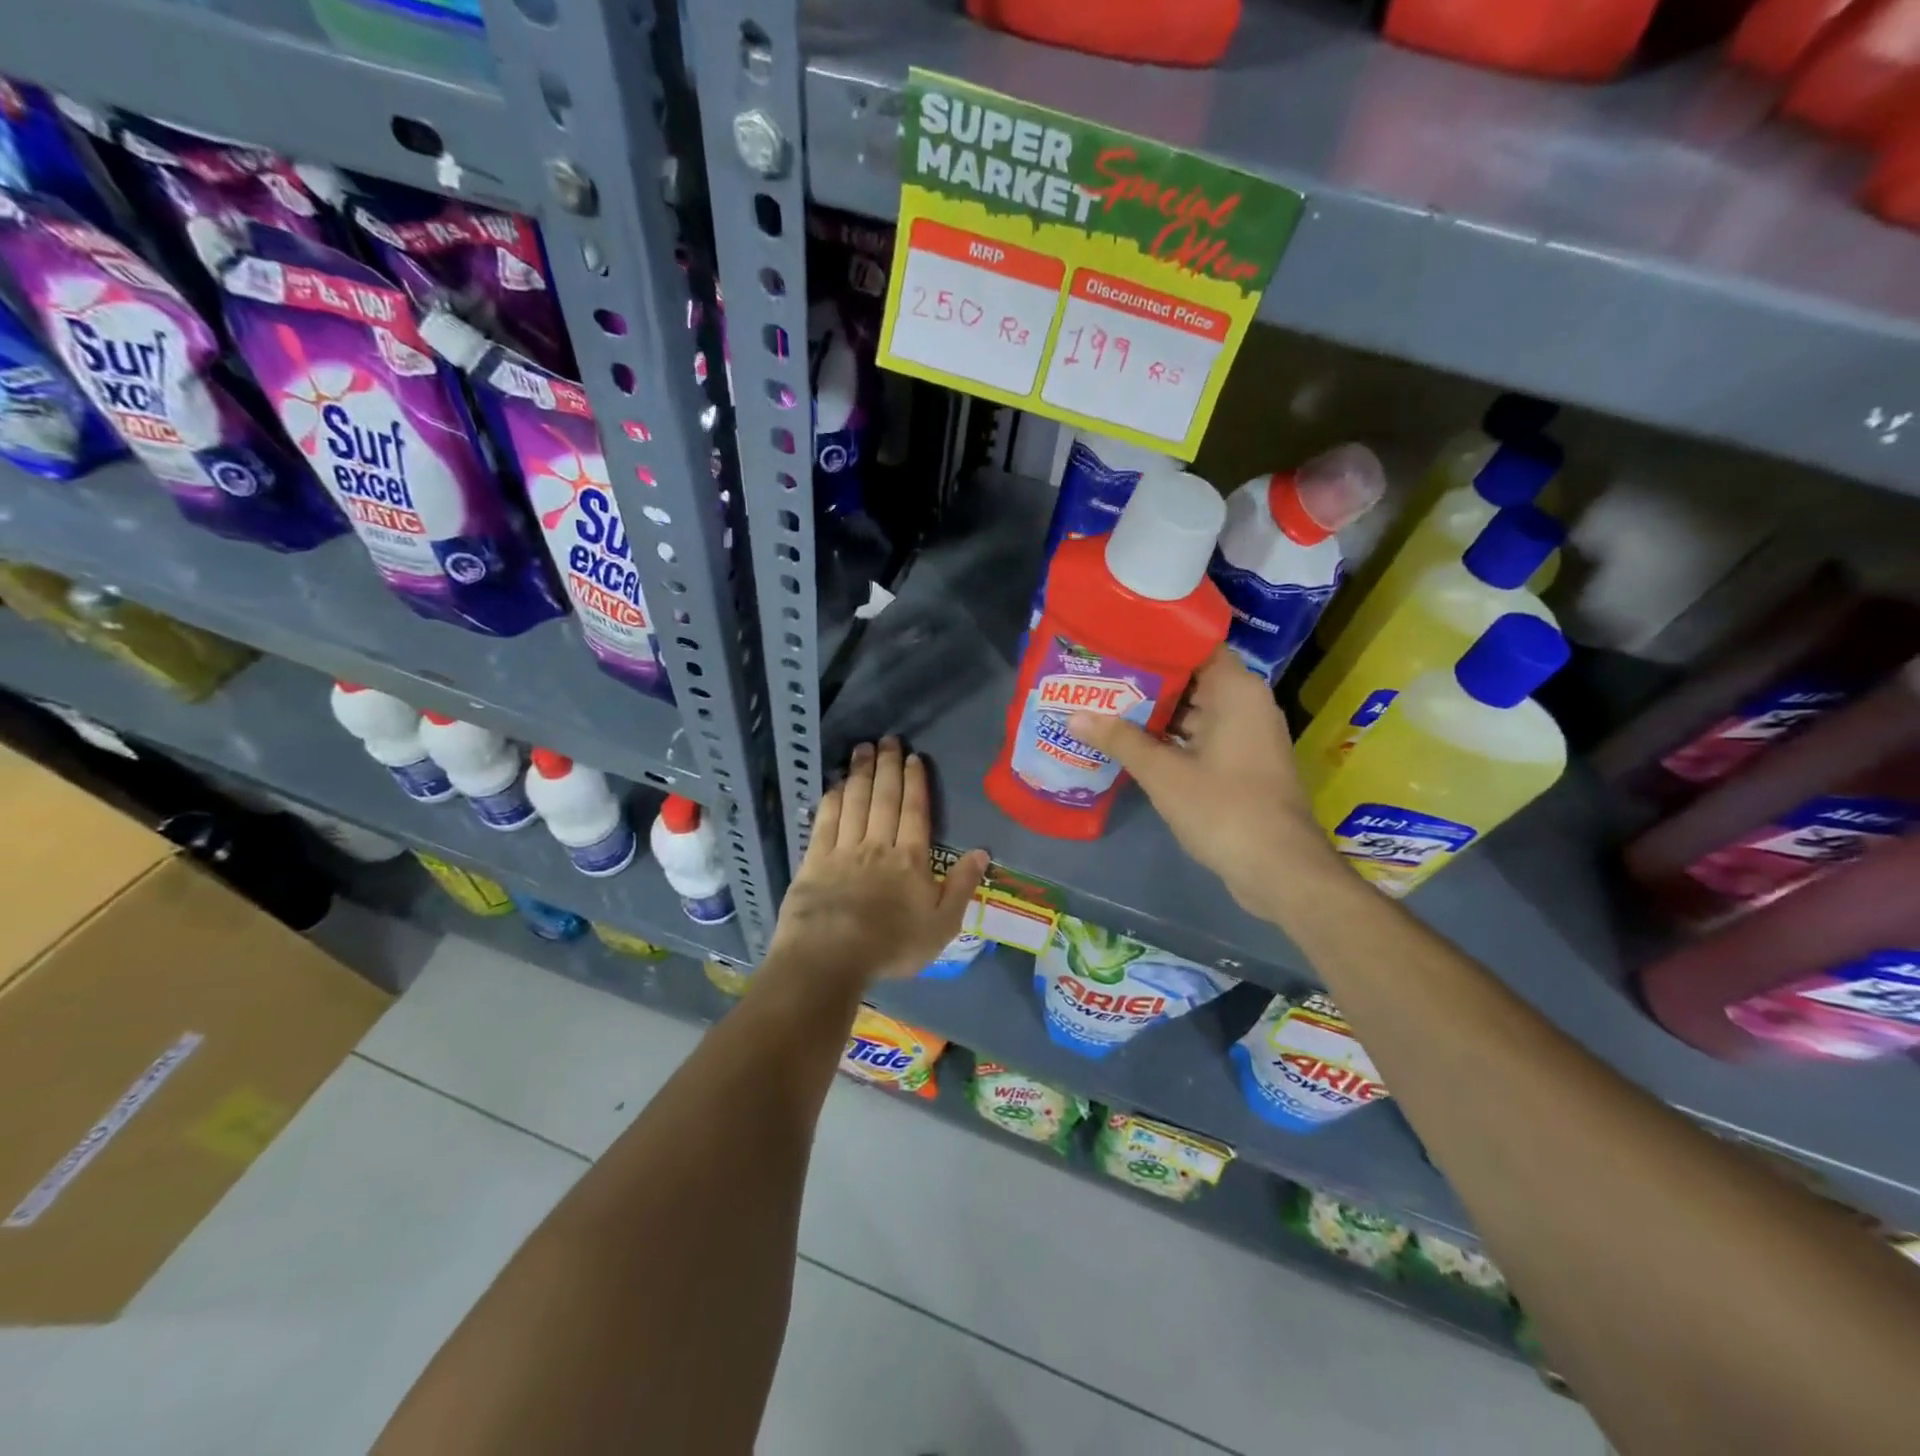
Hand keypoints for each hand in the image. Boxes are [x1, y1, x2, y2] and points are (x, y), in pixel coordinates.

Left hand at [767, 737, 988, 984]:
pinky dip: (832, 799)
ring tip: (862, 748)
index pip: (915, 811)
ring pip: (855, 802)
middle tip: (887, 739)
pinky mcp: (814, 860)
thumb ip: (962, 886)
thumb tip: (982, 852)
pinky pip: (825, 821)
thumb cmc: (891, 945)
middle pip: (884, 798)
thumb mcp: (942, 925)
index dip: (915, 782)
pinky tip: (835, 785)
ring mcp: (843, 850)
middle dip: (887, 766)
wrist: (830, 957)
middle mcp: (877, 845)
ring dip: (860, 773)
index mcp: (910, 859)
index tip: (914, 757)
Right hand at [1068, 648, 1335, 920]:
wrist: (1278, 869)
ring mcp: (1246, 736)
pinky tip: (1131, 742)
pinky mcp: (1241, 764)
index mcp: (1236, 691)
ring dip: (1155, 712)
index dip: (1155, 641)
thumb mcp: (1164, 773)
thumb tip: (1073, 716)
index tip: (1116, 640)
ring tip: (1104, 704)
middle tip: (1098, 674)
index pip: (1195, 645)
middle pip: (1192, 678)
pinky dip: (1170, 738)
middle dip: (1146, 680)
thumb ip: (1120, 740)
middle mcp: (1246, 704)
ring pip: (1194, 711)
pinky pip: (1201, 737)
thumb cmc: (1223, 808)